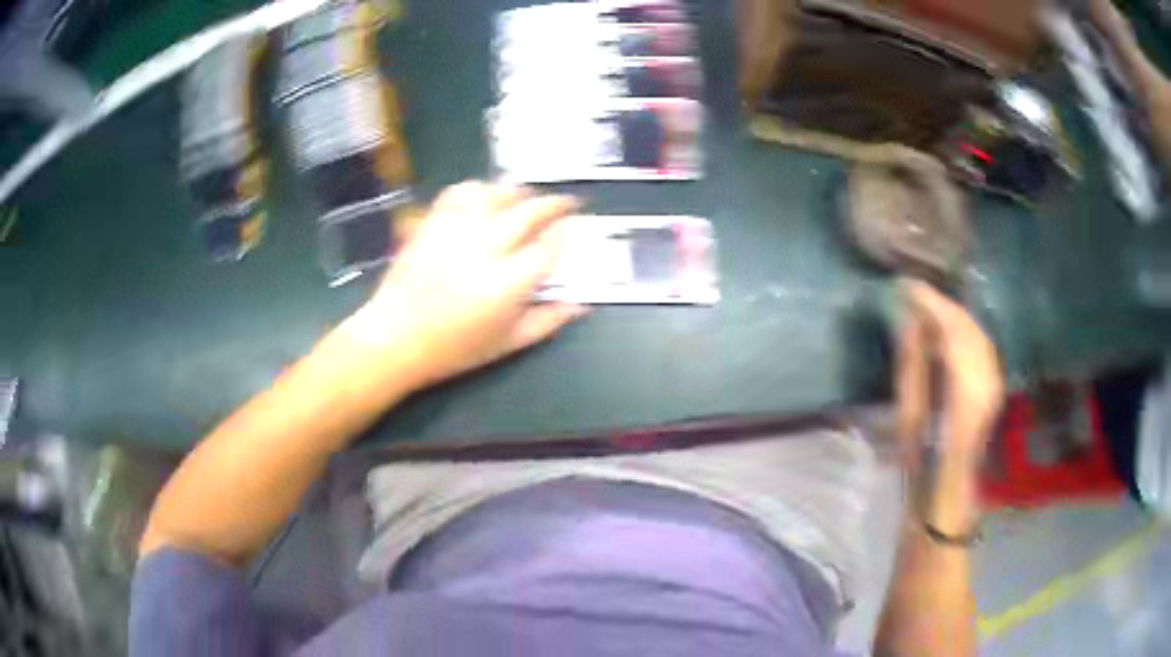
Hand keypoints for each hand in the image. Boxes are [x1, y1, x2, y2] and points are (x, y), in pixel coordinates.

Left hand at [342, 181, 586, 392]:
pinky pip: (461, 192)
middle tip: (568, 203)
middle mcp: (486, 248)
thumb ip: (547, 321)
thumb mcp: (507, 344)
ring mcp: (456, 230)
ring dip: (521, 192)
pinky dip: (479, 188)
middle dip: (555, 204)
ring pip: (498, 194)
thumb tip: (581, 304)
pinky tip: (487, 196)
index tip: (573, 228)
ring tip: (530, 198)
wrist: (394, 338)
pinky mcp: (433, 222)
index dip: (565, 233)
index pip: (548, 246)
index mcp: (508, 283)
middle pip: (530, 212)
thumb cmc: (453, 349)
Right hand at [895, 280, 1003, 465]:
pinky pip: (980, 348)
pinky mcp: (993, 388)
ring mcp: (993, 383)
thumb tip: (911, 322)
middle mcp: (987, 379)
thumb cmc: (922, 463)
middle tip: (915, 294)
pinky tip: (947, 334)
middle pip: (968, 327)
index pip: (952, 329)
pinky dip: (963, 334)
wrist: (947, 491)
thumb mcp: (909, 416)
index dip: (931, 303)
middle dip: (943, 306)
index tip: (908, 287)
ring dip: (953, 319)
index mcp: (965, 387)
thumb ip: (913, 365)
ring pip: (976, 335)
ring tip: (928, 309)